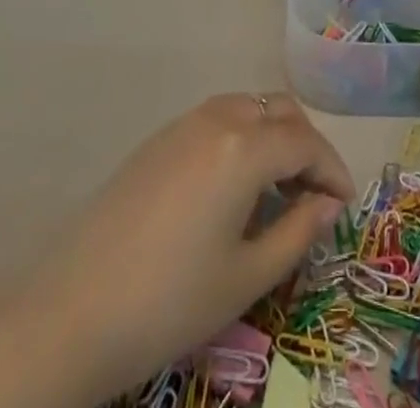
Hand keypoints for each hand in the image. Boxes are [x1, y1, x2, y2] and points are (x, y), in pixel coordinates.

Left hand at [0, 93, 351, 407]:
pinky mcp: (158, 140)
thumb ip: (298, 231)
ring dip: (273, 136)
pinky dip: (242, 138)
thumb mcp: (246, 276)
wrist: (74, 311)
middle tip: (315, 194)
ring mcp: (182, 124)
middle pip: (278, 112)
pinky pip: (216, 120)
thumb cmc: (172, 300)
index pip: (305, 142)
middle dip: (306, 146)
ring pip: (247, 108)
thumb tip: (328, 204)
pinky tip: (235, 185)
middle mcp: (216, 118)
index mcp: (243, 147)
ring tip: (279, 188)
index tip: (345, 204)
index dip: (332, 170)